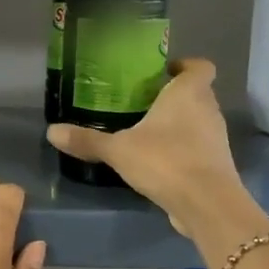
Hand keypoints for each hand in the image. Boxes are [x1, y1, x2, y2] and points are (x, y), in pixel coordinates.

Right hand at [46, 59, 245, 233]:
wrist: (205, 203)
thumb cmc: (165, 161)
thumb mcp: (118, 150)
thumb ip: (87, 140)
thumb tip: (51, 131)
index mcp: (189, 93)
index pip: (200, 66)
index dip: (185, 66)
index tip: (164, 73)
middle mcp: (208, 110)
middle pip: (197, 93)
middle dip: (174, 96)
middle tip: (143, 103)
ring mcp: (216, 138)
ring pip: (198, 121)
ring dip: (179, 124)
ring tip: (147, 132)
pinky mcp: (215, 164)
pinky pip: (198, 147)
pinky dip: (182, 149)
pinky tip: (158, 161)